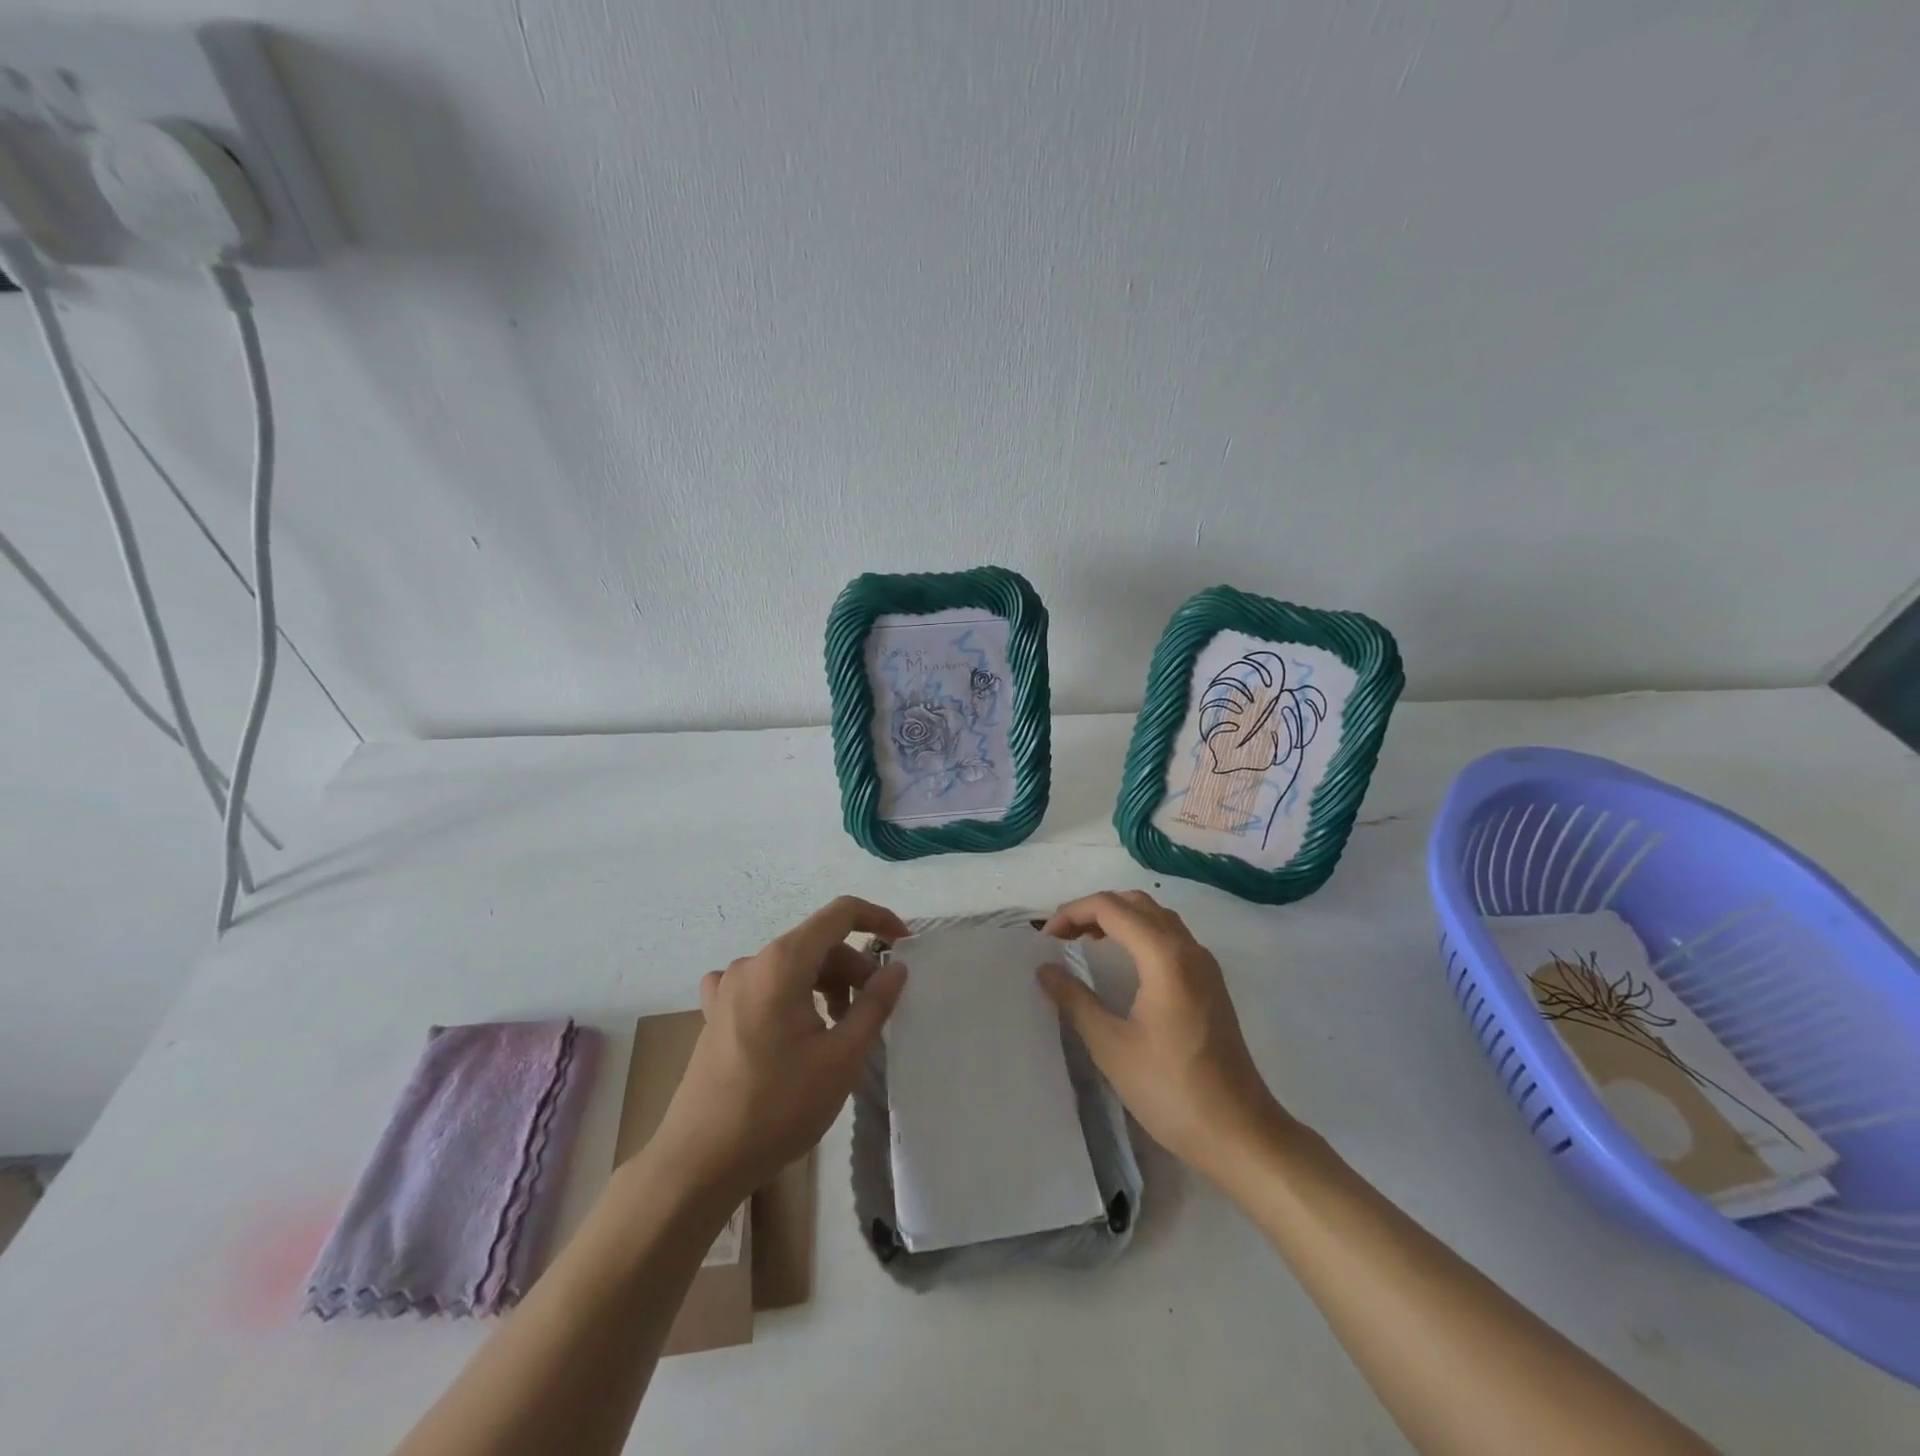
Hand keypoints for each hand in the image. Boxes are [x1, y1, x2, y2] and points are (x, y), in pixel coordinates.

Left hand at [650, 896, 909, 1205]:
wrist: (700, 1161)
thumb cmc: (778, 1106)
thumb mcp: (842, 1057)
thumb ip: (874, 1004)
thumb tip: (896, 968)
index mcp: (783, 962)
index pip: (840, 914)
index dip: (878, 919)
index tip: (904, 945)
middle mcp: (752, 962)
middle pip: (817, 945)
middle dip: (853, 969)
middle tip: (873, 1013)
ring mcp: (728, 987)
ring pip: (792, 967)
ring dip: (825, 986)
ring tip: (838, 1031)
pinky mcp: (715, 1013)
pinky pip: (763, 986)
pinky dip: (790, 996)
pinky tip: (792, 1027)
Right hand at [1038, 890, 1287, 1182]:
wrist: (1240, 1133)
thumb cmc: (1172, 1090)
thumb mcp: (1112, 1046)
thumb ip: (1076, 1001)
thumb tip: (1045, 969)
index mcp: (1164, 956)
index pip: (1111, 908)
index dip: (1072, 913)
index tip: (1045, 940)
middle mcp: (1188, 949)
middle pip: (1136, 903)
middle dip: (1095, 909)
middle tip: (1062, 935)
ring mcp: (1205, 965)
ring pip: (1157, 917)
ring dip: (1120, 918)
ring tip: (1086, 941)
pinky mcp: (1211, 984)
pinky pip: (1172, 937)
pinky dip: (1141, 933)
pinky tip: (1125, 962)